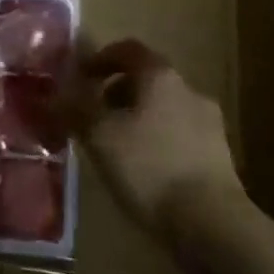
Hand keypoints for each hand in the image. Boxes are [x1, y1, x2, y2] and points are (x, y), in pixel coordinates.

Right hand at [65, 39, 243, 232]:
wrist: (213, 224)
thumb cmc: (149, 167)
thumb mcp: (99, 136)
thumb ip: (76, 109)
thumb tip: (54, 94)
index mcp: (160, 76)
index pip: (128, 49)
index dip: (101, 58)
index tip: (81, 77)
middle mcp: (188, 90)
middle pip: (147, 79)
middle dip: (117, 92)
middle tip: (93, 116)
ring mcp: (209, 123)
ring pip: (164, 109)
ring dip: (139, 119)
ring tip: (117, 147)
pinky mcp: (219, 156)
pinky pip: (179, 136)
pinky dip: (158, 142)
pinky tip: (145, 170)